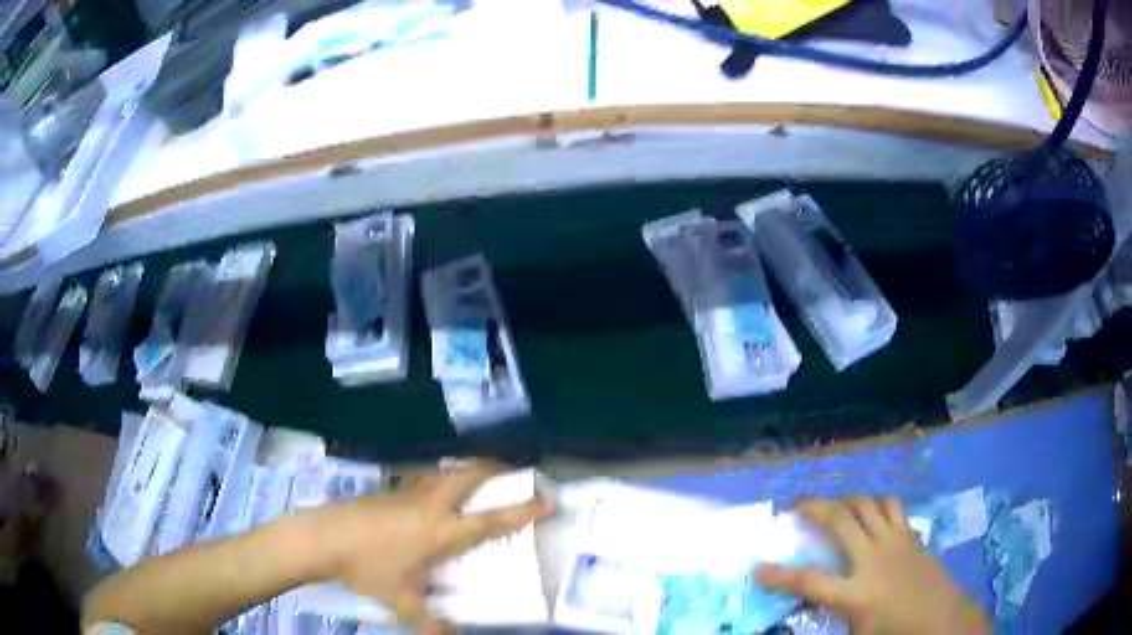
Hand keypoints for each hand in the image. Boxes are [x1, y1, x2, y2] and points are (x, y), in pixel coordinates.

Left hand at [308, 460, 551, 633]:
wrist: (324, 537)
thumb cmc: (368, 568)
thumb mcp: (401, 600)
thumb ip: (428, 622)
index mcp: (441, 532)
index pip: (491, 520)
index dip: (522, 510)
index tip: (547, 500)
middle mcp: (431, 505)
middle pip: (471, 475)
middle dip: (498, 470)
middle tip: (515, 475)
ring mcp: (409, 493)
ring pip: (448, 471)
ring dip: (469, 470)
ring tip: (480, 479)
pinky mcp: (391, 489)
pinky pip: (427, 477)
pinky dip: (443, 477)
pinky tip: (435, 494)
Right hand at [755, 497, 988, 634]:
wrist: (941, 620)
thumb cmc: (894, 633)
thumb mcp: (856, 633)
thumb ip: (833, 614)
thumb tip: (813, 603)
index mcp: (855, 594)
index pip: (809, 582)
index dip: (779, 575)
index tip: (757, 569)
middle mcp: (873, 559)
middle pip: (840, 521)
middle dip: (813, 508)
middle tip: (795, 505)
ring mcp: (896, 543)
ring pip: (868, 504)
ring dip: (847, 500)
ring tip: (835, 506)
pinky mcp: (911, 536)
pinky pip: (892, 508)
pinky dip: (876, 505)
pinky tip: (871, 514)